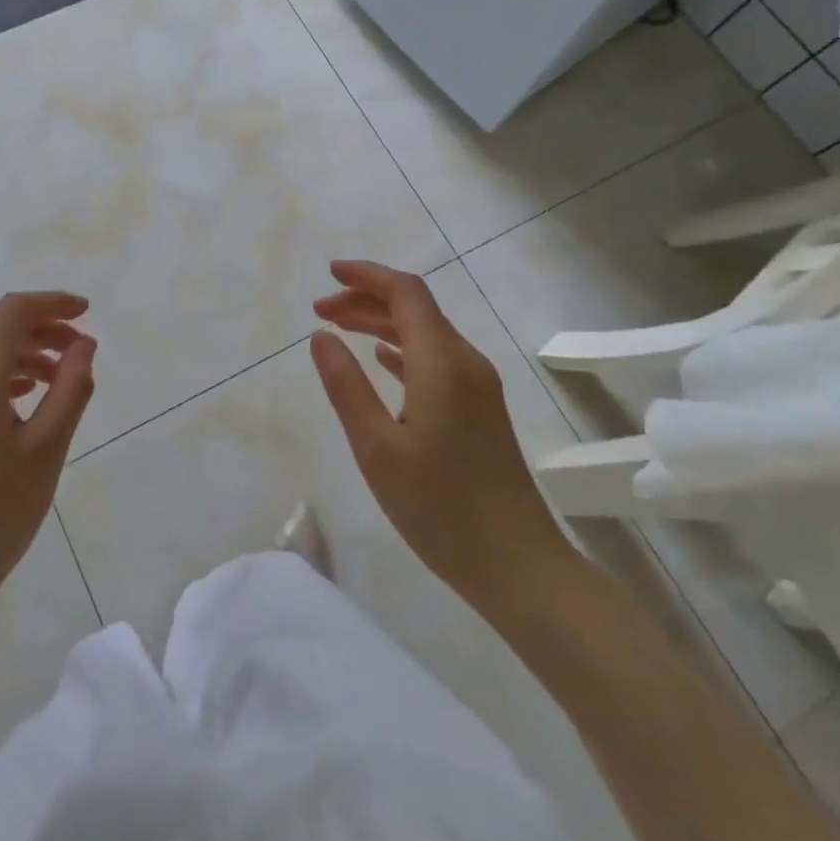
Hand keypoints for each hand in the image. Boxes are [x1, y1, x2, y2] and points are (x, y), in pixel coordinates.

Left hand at [0, 292, 96, 648]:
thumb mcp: (46, 450)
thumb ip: (71, 388)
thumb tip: (83, 344)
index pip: (13, 312)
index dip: (53, 303)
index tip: (87, 312)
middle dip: (42, 331)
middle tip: (81, 352)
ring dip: (23, 355)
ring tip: (59, 379)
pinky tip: (22, 400)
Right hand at [311, 260, 578, 629]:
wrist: (519, 566)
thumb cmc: (440, 508)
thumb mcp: (377, 448)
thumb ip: (346, 386)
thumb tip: (321, 337)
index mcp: (442, 362)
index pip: (406, 292)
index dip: (367, 275)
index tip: (329, 274)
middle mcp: (465, 362)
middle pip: (415, 308)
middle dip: (366, 299)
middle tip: (320, 311)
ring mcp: (478, 386)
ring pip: (425, 333)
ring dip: (382, 323)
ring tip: (339, 330)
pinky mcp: (481, 409)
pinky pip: (436, 359)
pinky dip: (402, 349)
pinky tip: (381, 360)